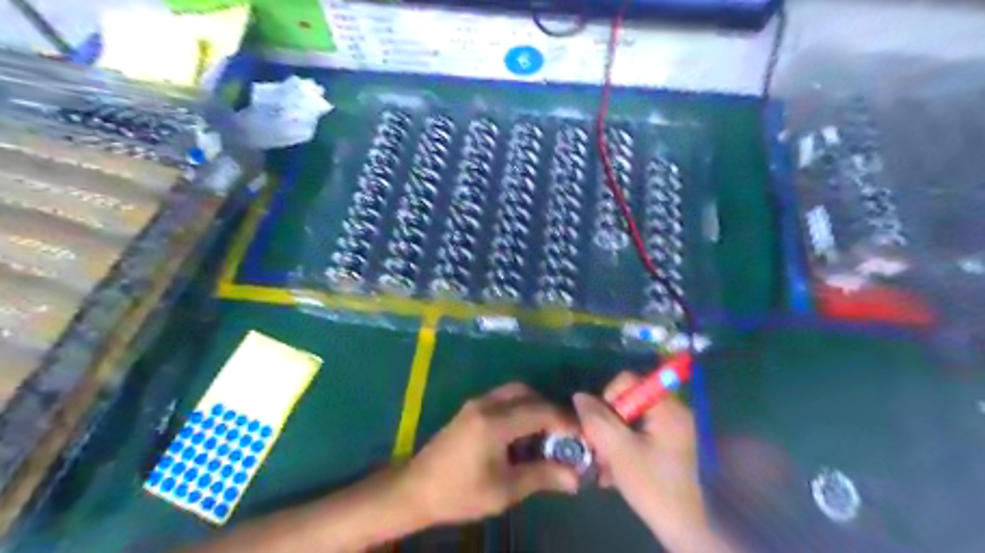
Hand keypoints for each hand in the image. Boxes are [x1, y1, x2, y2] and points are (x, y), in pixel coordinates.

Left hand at [402, 383, 582, 524]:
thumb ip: (541, 476)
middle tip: (563, 433)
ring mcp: (475, 404)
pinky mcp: (469, 410)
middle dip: (549, 409)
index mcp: (495, 422)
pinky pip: (502, 399)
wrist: (415, 490)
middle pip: (526, 393)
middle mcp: (486, 404)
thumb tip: (574, 477)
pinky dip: (519, 409)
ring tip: (546, 435)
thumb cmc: (459, 493)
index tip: (582, 435)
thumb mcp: (503, 490)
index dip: (564, 421)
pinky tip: (522, 434)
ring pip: (513, 393)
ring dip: (533, 407)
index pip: (539, 411)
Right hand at [574, 374, 711, 551]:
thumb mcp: (618, 450)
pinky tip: (612, 470)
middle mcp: (673, 412)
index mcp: (667, 408)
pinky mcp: (667, 446)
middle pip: (628, 400)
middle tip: (598, 446)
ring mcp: (671, 430)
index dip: (609, 397)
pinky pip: (638, 434)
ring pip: (630, 420)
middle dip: (608, 422)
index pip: (629, 381)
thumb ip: (596, 419)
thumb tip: (579, 396)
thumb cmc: (651, 484)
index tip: (602, 426)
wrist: (681, 528)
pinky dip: (623, 446)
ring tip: (603, 463)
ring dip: (612, 437)